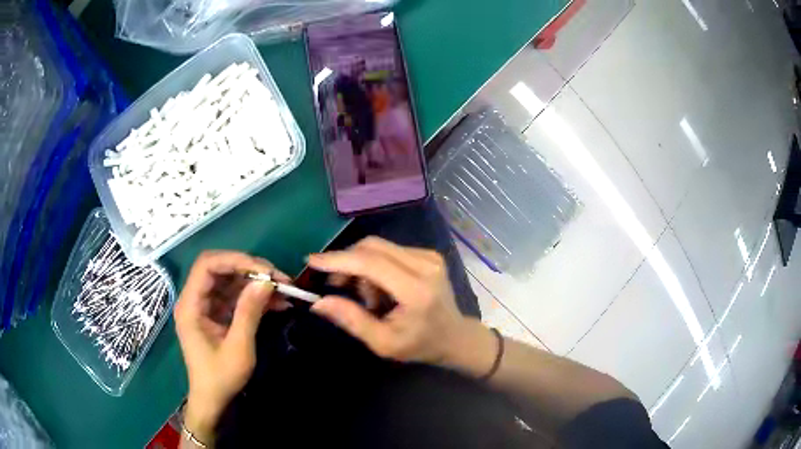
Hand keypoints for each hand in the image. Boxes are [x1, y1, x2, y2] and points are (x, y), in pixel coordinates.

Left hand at [175, 251, 290, 441]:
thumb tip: (266, 281)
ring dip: (256, 283)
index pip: (207, 265)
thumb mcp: (238, 347)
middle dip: (250, 269)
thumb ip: (249, 312)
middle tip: (279, 278)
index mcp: (190, 305)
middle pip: (220, 269)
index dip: (235, 260)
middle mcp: (195, 299)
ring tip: (284, 289)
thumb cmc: (221, 378)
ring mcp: (206, 306)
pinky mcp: (217, 314)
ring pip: (231, 281)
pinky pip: (236, 296)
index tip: (264, 270)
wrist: (214, 400)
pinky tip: (277, 302)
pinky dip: (255, 297)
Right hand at [306, 237, 472, 365]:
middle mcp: (425, 265)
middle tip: (337, 286)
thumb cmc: (419, 345)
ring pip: (378, 247)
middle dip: (346, 263)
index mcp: (415, 290)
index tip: (311, 261)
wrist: (455, 337)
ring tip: (368, 298)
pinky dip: (375, 266)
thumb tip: (318, 303)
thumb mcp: (383, 343)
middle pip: (372, 247)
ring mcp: (429, 256)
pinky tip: (381, 289)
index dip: (338, 260)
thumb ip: (351, 320)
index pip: (370, 263)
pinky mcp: (428, 254)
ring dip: (362, 267)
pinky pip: (389, 251)